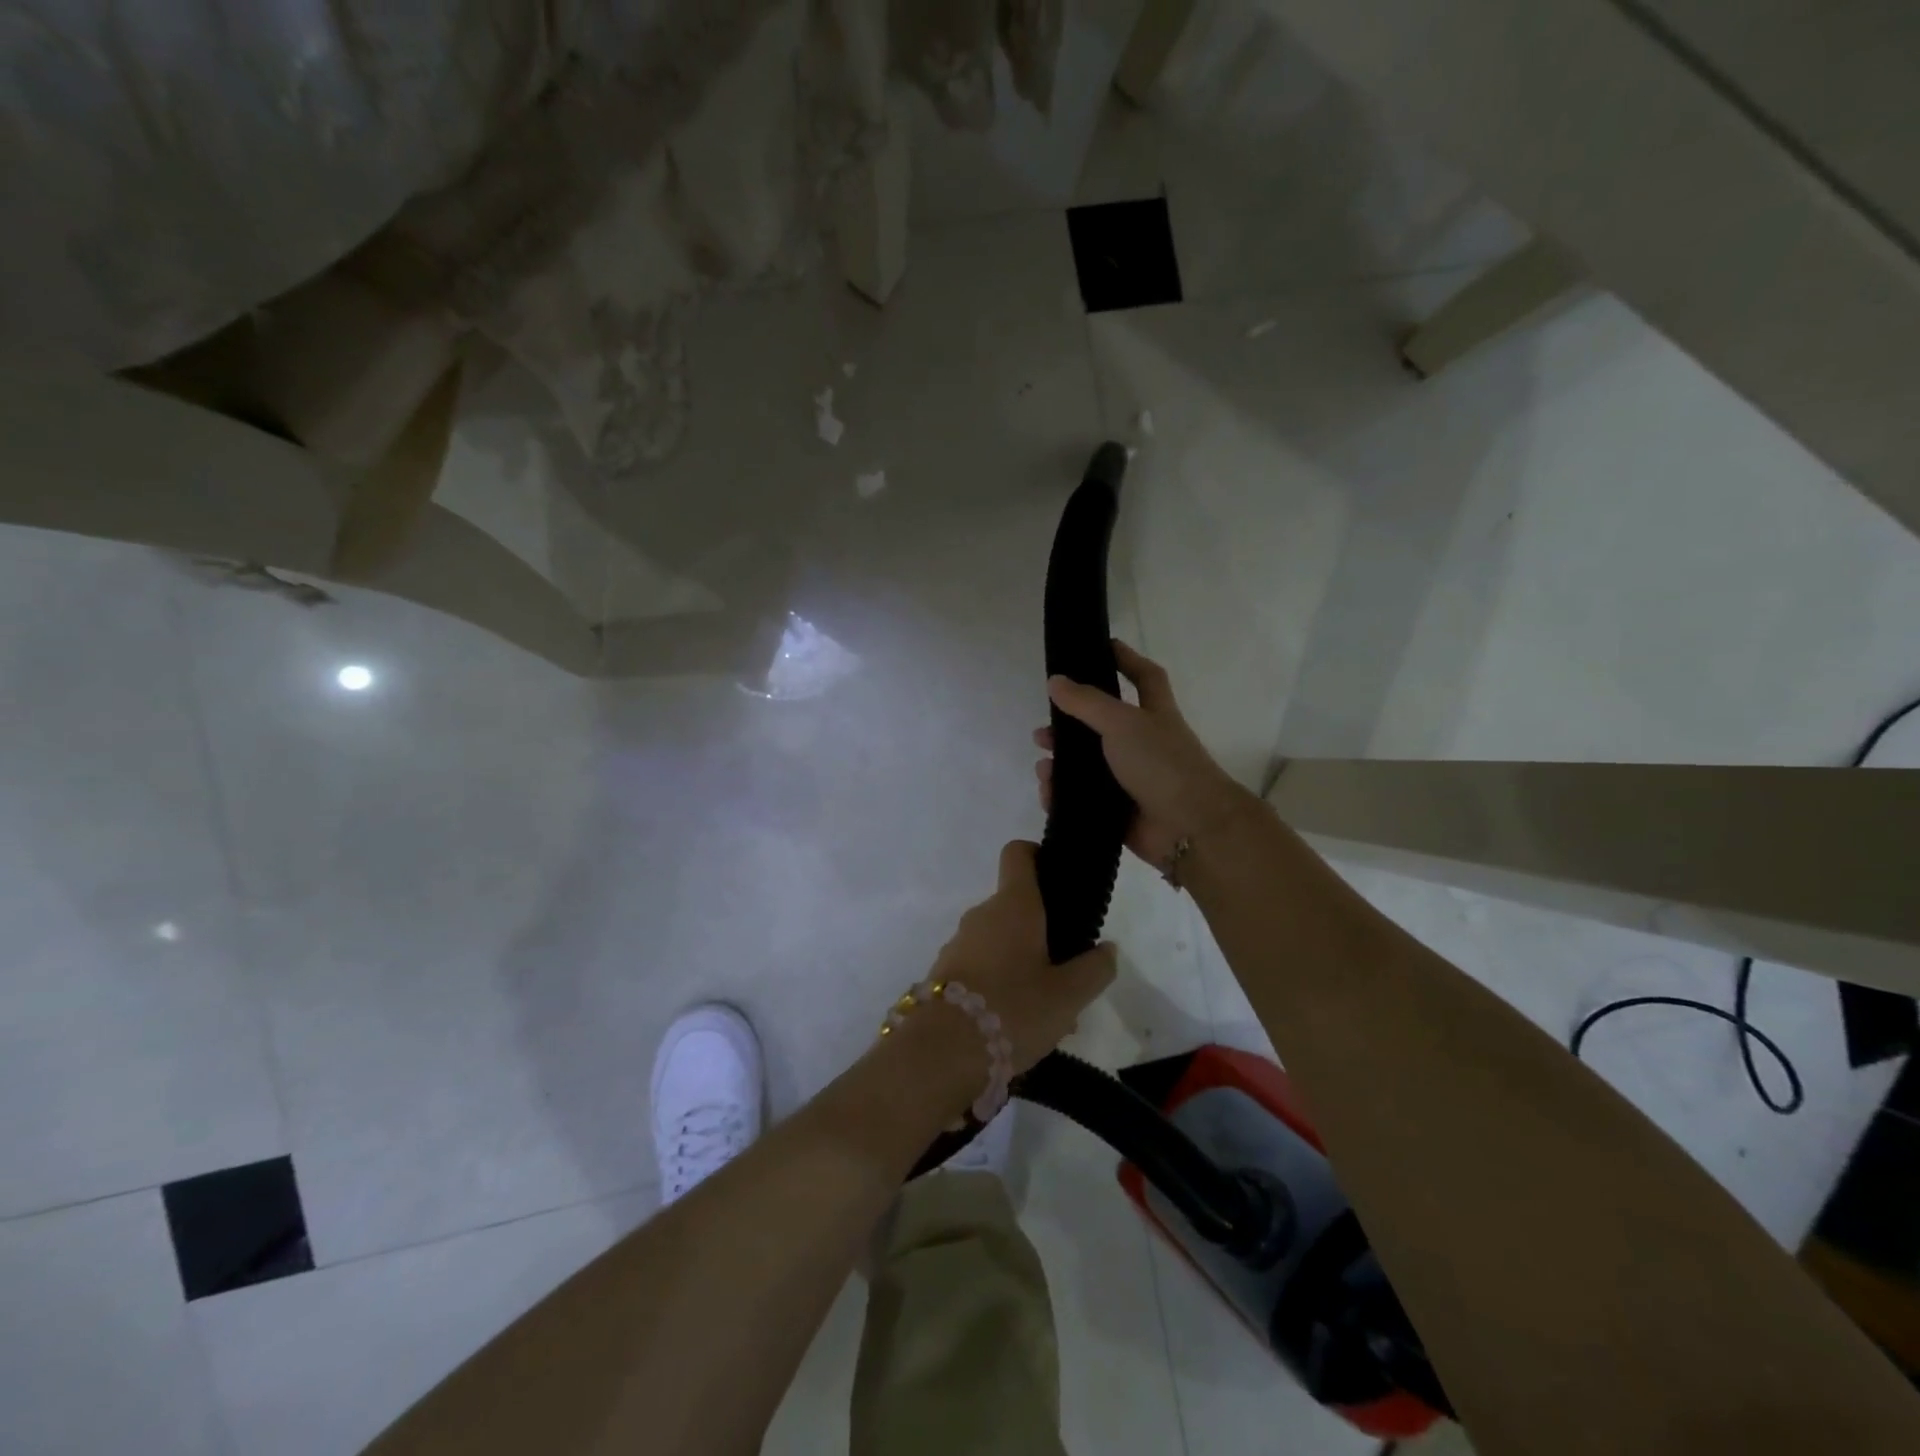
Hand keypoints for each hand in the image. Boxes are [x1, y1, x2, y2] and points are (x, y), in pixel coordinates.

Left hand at [925, 841, 1116, 1073]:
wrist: (942, 1052)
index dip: (1038, 855)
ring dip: (1023, 964)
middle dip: (1043, 933)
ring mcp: (958, 943)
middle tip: (1069, 972)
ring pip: (1000, 942)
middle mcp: (982, 914)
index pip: (1018, 853)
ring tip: (1049, 1012)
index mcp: (1014, 904)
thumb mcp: (1069, 994)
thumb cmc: (1014, 1008)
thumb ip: (1095, 968)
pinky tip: (1018, 1024)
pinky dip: (1001, 984)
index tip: (1059, 879)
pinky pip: (981, 967)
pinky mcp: (944, 974)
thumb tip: (1107, 949)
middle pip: (1016, 907)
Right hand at [1035, 640, 1254, 867]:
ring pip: (1088, 766)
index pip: (1144, 676)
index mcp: (1154, 714)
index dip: (1126, 659)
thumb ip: (1087, 702)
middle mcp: (1143, 744)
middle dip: (1071, 725)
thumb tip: (1055, 680)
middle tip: (1043, 728)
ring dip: (1062, 764)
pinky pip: (1083, 799)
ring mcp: (1131, 780)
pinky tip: (1048, 793)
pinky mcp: (1118, 811)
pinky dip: (1063, 796)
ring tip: (1042, 764)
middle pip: (1102, 726)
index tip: (1102, 646)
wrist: (1190, 828)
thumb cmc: (1162, 763)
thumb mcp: (1123, 722)